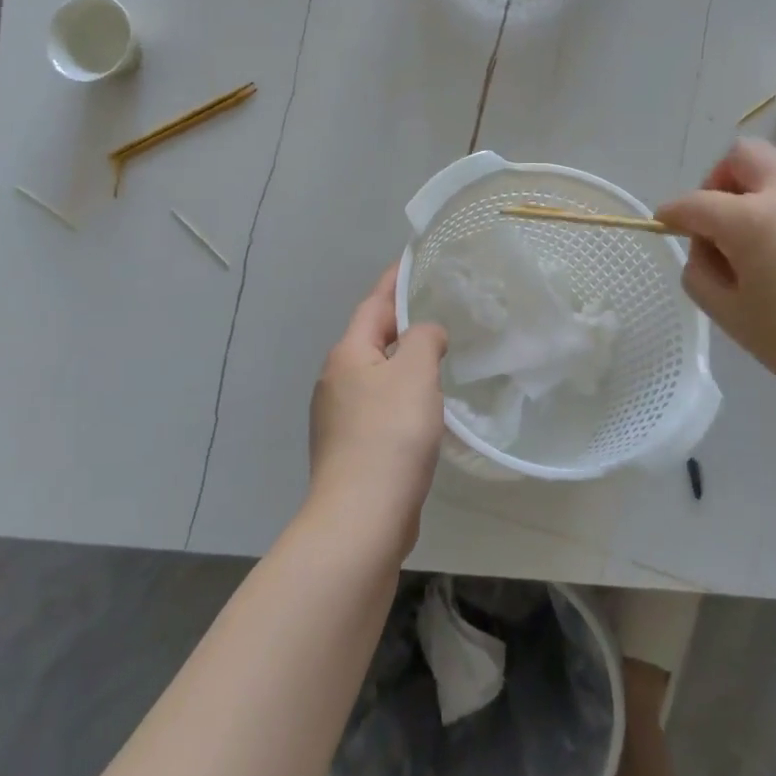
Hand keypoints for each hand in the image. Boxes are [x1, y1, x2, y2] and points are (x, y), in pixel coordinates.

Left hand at [308, 266, 448, 553]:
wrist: (362, 515)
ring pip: (377, 374)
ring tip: (439, 353)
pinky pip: (381, 405)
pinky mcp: (352, 447)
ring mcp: (339, 416)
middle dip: (401, 321)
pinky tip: (426, 406)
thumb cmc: (390, 434)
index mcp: (348, 354)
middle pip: (372, 338)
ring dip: (404, 361)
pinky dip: (403, 395)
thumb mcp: (416, 373)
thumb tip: (426, 334)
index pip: (374, 304)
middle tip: (438, 308)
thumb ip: (425, 339)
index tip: (413, 260)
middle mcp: (336, 380)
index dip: (395, 281)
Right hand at [657, 140, 775, 431]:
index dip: (673, 212)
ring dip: (771, 204)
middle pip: (745, 156)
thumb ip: (702, 275)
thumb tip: (707, 248)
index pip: (696, 202)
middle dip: (722, 181)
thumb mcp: (735, 321)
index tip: (667, 222)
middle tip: (726, 224)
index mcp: (754, 220)